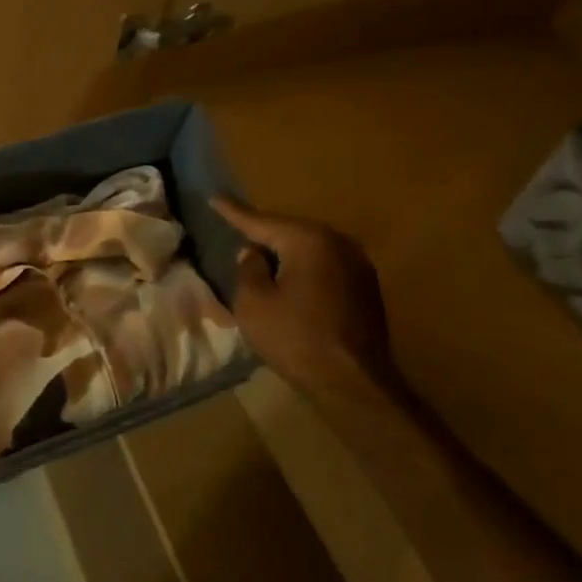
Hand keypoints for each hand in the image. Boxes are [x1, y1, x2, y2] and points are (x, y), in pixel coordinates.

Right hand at [212, 196, 397, 393]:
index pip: (261, 221)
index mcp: (309, 240)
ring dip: (286, 254)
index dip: (234, 212)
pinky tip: (290, 282)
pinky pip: (325, 268)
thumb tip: (253, 253)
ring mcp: (358, 266)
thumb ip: (248, 270)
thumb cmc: (296, 339)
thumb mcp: (253, 303)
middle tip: (237, 229)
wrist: (354, 384)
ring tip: (262, 256)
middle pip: (290, 232)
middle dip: (264, 233)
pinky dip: (304, 270)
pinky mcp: (366, 289)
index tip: (215, 197)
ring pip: (310, 250)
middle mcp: (339, 243)